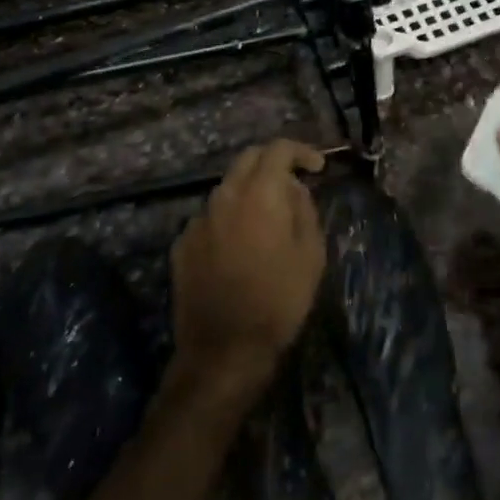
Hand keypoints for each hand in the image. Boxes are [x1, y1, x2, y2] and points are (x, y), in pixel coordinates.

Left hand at [171, 139, 326, 393]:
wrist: (224, 350)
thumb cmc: (279, 301)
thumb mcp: (311, 255)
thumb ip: (303, 210)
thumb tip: (292, 189)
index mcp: (259, 194)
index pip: (278, 149)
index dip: (301, 151)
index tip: (317, 167)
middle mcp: (224, 197)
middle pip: (247, 159)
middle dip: (272, 161)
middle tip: (293, 181)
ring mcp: (198, 220)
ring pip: (226, 188)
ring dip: (249, 191)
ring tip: (268, 218)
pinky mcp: (182, 244)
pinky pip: (210, 218)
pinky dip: (229, 219)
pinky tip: (239, 247)